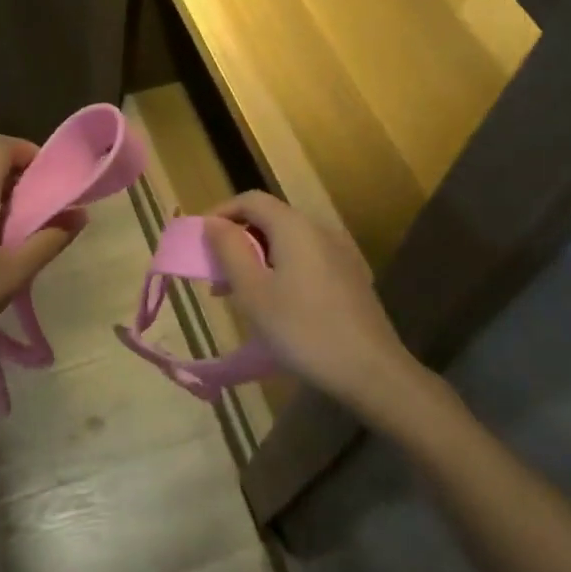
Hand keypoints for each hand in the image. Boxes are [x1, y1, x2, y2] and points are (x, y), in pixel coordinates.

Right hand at [204, 191, 428, 424]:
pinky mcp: (350, 276)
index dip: (220, 213)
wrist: (371, 370)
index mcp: (294, 226)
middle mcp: (319, 229)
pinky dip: (281, 270)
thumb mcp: (253, 292)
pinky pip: (306, 260)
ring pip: (288, 242)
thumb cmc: (302, 329)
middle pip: (269, 219)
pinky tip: (275, 305)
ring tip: (238, 294)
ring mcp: (339, 252)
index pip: (250, 200)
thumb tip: (213, 223)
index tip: (199, 241)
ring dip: (257, 259)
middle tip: (214, 275)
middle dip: (237, 241)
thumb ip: (229, 250)